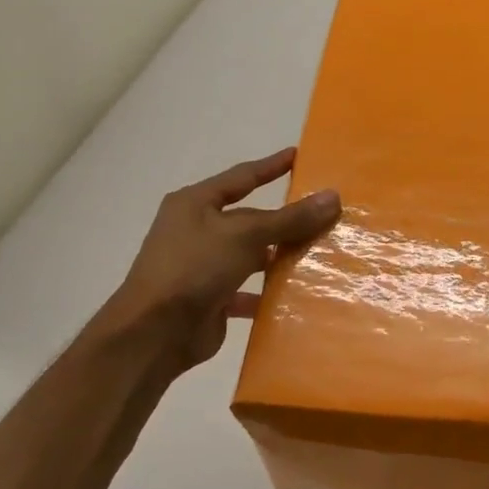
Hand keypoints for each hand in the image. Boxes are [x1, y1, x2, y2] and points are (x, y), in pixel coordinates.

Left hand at [106, 148, 341, 374]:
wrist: (154, 333)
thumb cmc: (194, 267)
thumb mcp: (245, 235)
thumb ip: (290, 218)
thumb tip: (333, 197)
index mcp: (195, 204)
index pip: (241, 177)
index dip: (271, 166)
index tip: (298, 156)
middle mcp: (197, 231)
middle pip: (250, 219)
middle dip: (284, 219)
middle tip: (324, 213)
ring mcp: (203, 266)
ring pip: (251, 255)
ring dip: (280, 256)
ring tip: (320, 253)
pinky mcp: (211, 299)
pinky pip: (248, 290)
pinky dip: (269, 292)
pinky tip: (298, 294)